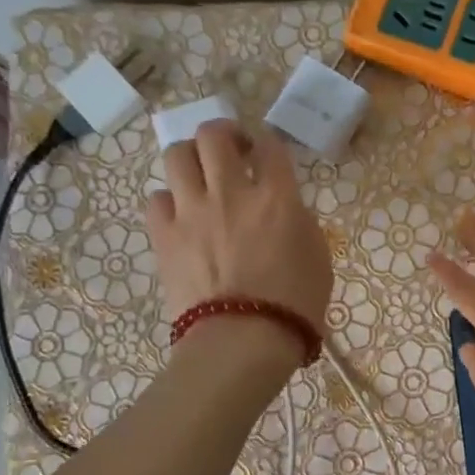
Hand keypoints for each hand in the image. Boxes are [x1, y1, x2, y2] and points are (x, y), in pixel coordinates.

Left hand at [146, 121, 332, 353]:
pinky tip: (181, 215)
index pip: (270, 146)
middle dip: (225, 134)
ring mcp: (192, 211)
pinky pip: (156, 198)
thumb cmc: (295, 305)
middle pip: (215, 135)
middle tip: (233, 151)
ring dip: (191, 158)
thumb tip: (283, 210)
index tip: (268, 155)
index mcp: (277, 197)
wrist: (242, 341)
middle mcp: (231, 192)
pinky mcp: (164, 235)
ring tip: (200, 175)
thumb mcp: (318, 257)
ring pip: (177, 154)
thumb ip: (299, 222)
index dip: (269, 144)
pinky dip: (169, 200)